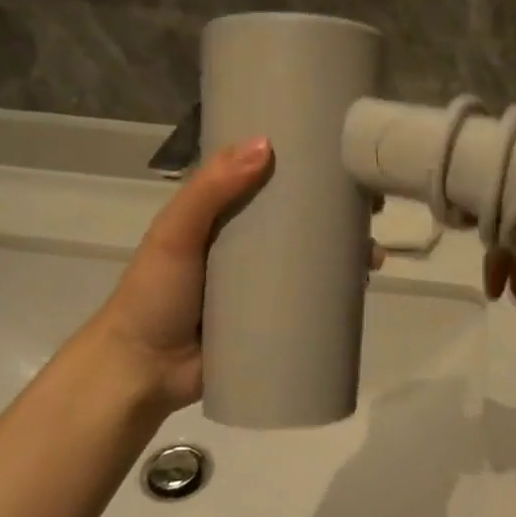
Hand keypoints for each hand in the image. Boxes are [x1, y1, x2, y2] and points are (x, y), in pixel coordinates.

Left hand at [66, 141, 388, 418]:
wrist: (142, 373)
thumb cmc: (154, 294)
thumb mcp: (175, 233)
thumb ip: (210, 190)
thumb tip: (266, 144)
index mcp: (225, 215)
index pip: (272, 180)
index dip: (308, 167)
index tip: (344, 158)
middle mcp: (249, 243)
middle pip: (303, 218)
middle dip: (340, 211)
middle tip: (373, 209)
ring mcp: (263, 283)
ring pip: (314, 258)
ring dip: (347, 250)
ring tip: (372, 254)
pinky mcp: (274, 318)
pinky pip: (312, 298)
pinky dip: (339, 290)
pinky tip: (363, 286)